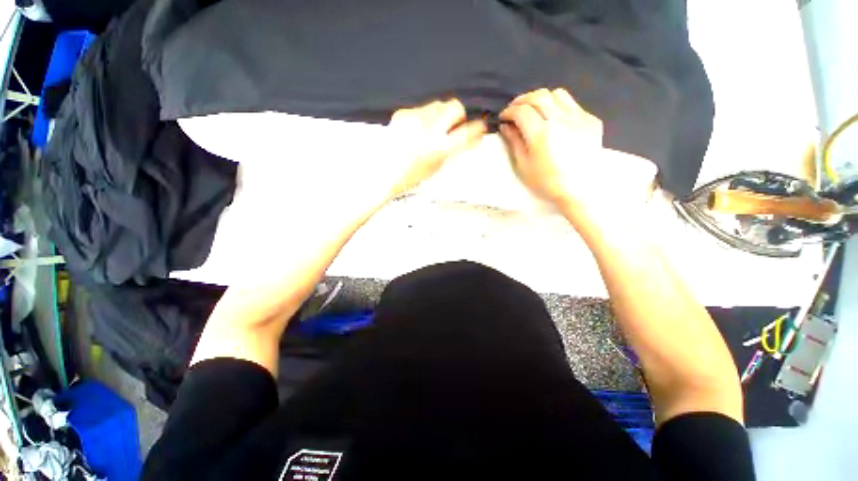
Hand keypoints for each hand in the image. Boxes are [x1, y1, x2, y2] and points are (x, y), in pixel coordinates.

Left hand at [386, 99, 485, 196]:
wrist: (383, 172)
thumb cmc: (410, 175)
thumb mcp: (436, 166)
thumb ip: (454, 151)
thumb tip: (471, 140)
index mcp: (437, 148)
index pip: (465, 133)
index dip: (476, 129)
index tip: (479, 127)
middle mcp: (426, 130)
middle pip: (454, 106)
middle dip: (458, 116)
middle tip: (453, 127)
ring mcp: (413, 119)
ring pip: (438, 104)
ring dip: (441, 115)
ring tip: (433, 130)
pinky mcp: (402, 114)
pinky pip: (421, 108)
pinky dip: (424, 118)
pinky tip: (416, 131)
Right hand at [499, 88, 656, 223]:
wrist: (579, 189)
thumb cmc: (546, 182)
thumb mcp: (523, 166)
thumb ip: (514, 142)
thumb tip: (506, 126)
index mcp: (541, 134)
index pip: (521, 111)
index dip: (509, 111)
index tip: (503, 118)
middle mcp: (560, 119)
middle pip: (538, 96)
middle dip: (522, 100)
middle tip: (514, 110)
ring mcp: (579, 118)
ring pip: (557, 94)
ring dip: (541, 98)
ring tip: (534, 110)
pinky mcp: (591, 120)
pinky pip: (572, 104)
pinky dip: (558, 106)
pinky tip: (553, 119)